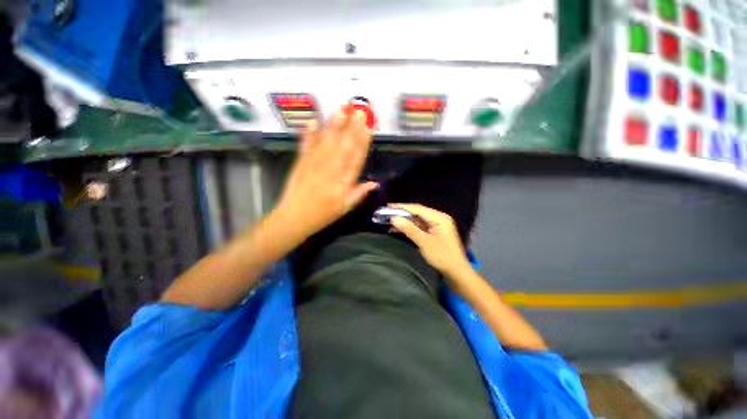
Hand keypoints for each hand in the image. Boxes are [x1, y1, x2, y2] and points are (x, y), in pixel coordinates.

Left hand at [274, 109, 377, 241]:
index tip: (368, 128)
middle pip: (343, 145)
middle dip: (352, 127)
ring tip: (341, 110)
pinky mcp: (301, 162)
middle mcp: (331, 169)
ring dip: (334, 125)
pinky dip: (308, 134)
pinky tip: (312, 121)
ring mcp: (315, 164)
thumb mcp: (345, 207)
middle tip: (358, 110)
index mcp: (343, 181)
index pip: (356, 158)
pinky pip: (306, 145)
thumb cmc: (323, 214)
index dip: (362, 142)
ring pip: (327, 142)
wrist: (295, 217)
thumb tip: (375, 183)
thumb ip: (359, 193)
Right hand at [390, 204, 473, 280]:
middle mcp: (439, 218)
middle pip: (418, 213)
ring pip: (418, 220)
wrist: (457, 273)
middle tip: (387, 213)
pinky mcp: (435, 233)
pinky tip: (400, 228)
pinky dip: (410, 227)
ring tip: (390, 221)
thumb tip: (394, 219)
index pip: (418, 208)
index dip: (402, 207)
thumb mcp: (424, 242)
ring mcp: (437, 226)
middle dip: (402, 213)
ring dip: (405, 221)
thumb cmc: (442, 257)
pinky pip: (420, 227)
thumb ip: (409, 229)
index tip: (389, 206)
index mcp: (439, 218)